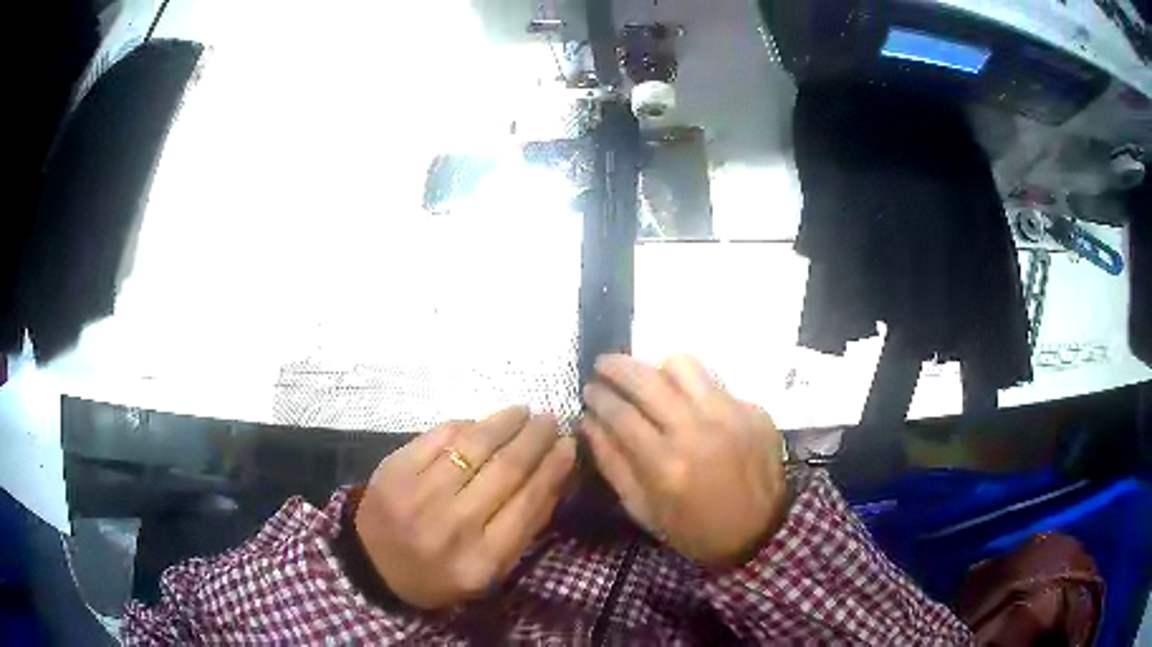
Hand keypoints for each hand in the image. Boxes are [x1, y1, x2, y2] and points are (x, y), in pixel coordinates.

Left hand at [354, 407, 575, 609]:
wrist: (373, 566)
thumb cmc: (439, 574)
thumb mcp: (489, 570)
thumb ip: (523, 528)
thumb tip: (556, 476)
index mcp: (482, 559)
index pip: (529, 503)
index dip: (554, 468)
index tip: (569, 445)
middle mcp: (453, 525)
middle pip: (506, 470)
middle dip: (535, 438)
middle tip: (550, 420)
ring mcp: (419, 495)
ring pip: (474, 446)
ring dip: (505, 422)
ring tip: (523, 412)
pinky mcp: (395, 470)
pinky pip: (439, 436)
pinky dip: (465, 425)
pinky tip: (481, 422)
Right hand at [582, 355, 787, 568]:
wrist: (760, 533)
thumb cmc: (693, 530)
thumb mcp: (642, 509)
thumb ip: (612, 463)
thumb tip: (589, 421)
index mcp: (665, 463)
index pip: (620, 412)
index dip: (598, 396)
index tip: (588, 389)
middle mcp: (697, 430)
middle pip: (647, 379)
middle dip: (617, 366)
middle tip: (604, 365)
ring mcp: (730, 415)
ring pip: (684, 366)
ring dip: (657, 368)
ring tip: (650, 380)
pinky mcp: (753, 410)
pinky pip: (715, 384)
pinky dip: (694, 389)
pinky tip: (690, 405)